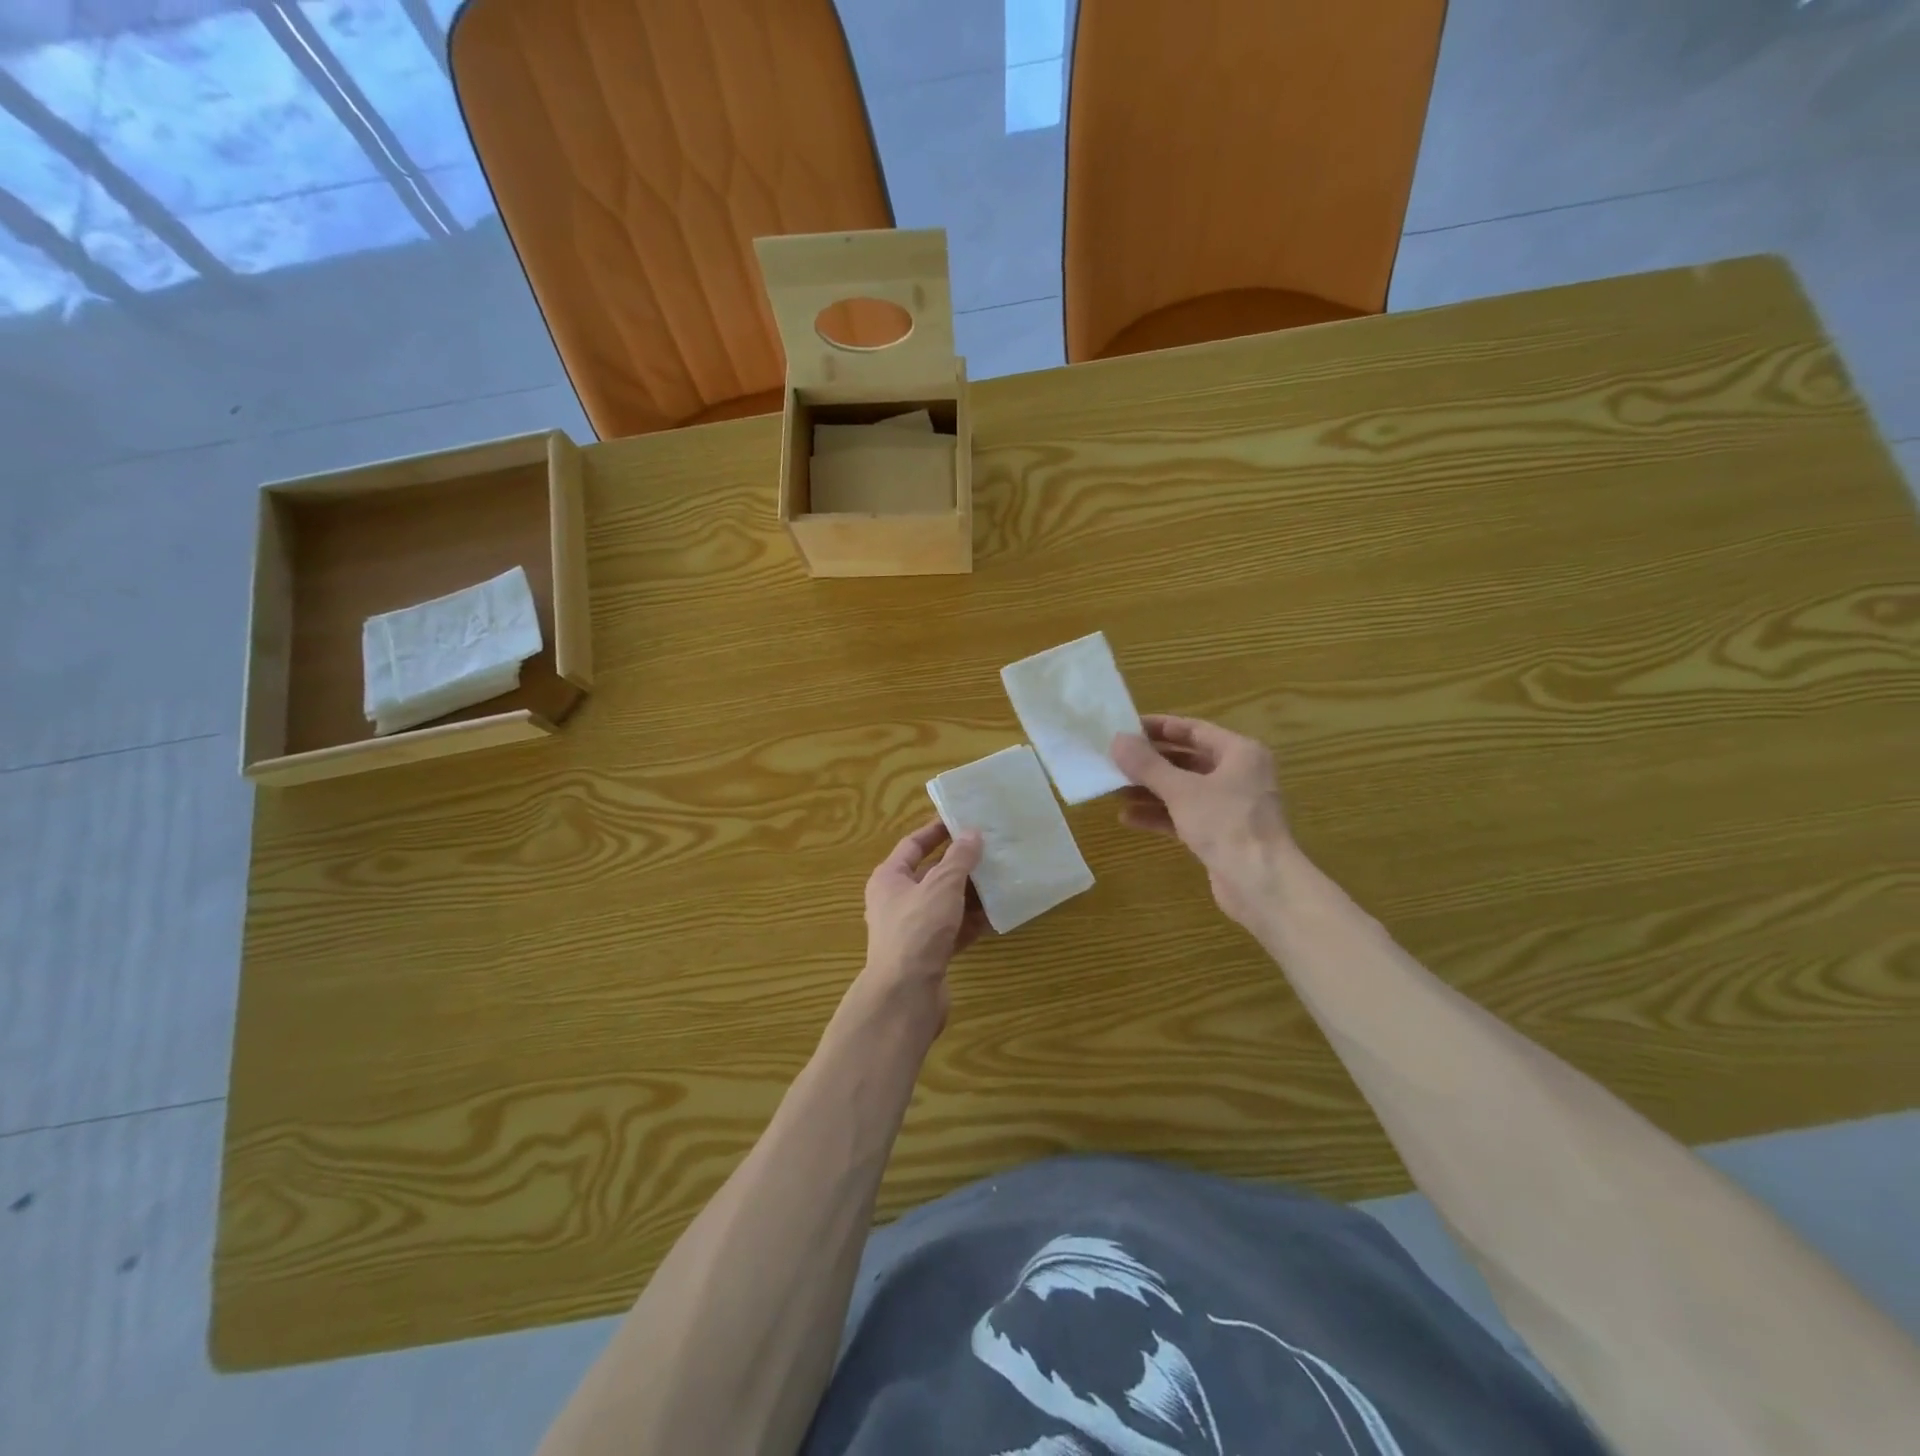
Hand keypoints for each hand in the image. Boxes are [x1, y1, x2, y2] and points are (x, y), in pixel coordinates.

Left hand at [860, 819, 986, 1028]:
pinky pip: (954, 930)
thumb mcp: (941, 886)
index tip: (963, 820)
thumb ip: (958, 859)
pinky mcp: (929, 954)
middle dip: (961, 864)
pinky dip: (972, 922)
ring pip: (946, 903)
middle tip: (991, 849)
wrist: (906, 996)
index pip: (913, 844)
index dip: (937, 831)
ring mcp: (913, 929)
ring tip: (1001, 878)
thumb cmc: (918, 930)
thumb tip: (972, 834)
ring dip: (970, 893)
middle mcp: (897, 901)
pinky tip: (997, 915)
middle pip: (932, 874)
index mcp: (889, 878)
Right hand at [1111, 714, 1291, 928]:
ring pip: (1183, 790)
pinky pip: (1185, 816)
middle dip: (1150, 763)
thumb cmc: (1226, 824)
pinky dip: (1159, 815)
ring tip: (1114, 789)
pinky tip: (1128, 818)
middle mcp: (1238, 775)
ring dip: (1150, 790)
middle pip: (1187, 760)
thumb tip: (1117, 739)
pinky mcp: (1220, 835)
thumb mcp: (1181, 790)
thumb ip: (1147, 764)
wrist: (1261, 884)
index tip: (1126, 728)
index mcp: (1239, 753)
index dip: (1159, 727)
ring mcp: (1230, 807)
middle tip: (1115, 760)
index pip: (1194, 730)